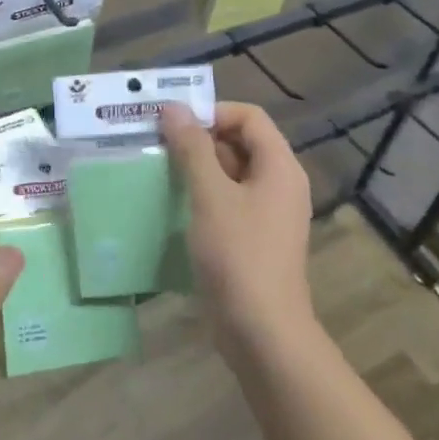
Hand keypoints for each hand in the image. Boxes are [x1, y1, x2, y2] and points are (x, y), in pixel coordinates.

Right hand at [160, 102, 315, 357]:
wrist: (262, 332)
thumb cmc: (238, 255)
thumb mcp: (210, 195)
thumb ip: (192, 148)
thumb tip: (173, 107)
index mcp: (280, 166)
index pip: (249, 117)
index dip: (212, 112)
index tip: (174, 125)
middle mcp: (280, 184)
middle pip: (241, 142)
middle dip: (200, 140)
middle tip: (158, 147)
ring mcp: (269, 213)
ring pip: (232, 174)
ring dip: (198, 169)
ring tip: (159, 173)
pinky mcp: (255, 238)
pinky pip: (230, 202)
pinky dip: (204, 196)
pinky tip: (174, 206)